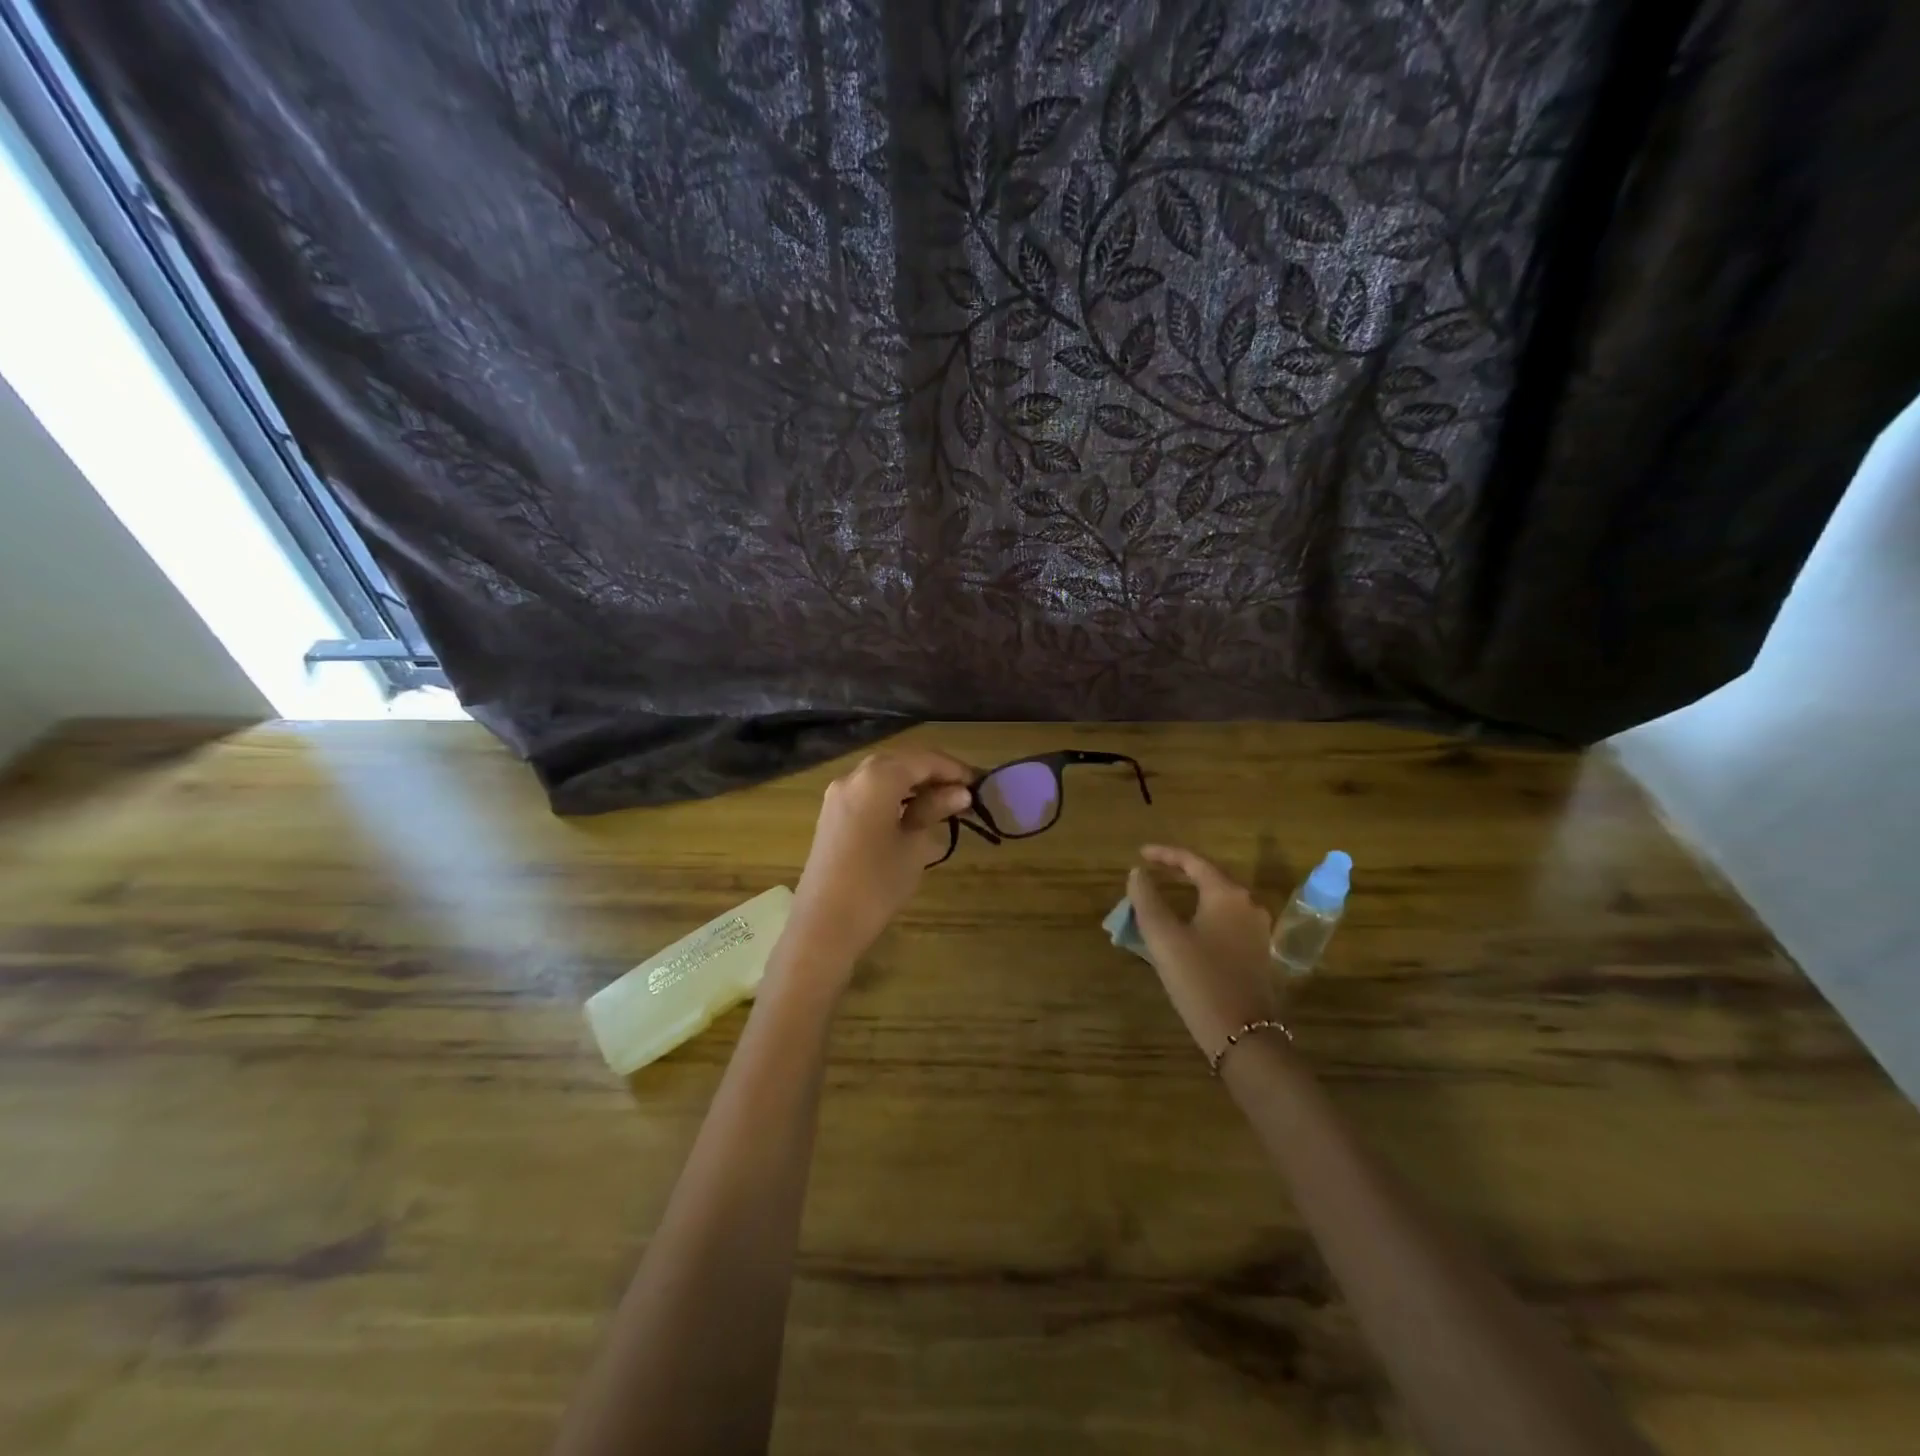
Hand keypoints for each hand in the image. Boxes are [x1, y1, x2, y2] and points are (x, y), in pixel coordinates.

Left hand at [785, 748, 975, 975]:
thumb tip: (959, 793)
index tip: (978, 784)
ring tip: (942, 803)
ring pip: (883, 774)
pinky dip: (892, 794)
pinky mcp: (831, 814)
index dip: (953, 769)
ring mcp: (838, 794)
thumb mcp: (915, 846)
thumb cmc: (877, 884)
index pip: (924, 760)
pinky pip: (868, 790)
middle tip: (963, 794)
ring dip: (912, 783)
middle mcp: (854, 776)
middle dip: (933, 773)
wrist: (824, 925)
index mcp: (877, 778)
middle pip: (901, 762)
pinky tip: (911, 812)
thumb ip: (935, 811)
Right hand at [1127, 845, 1277, 1056]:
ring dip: (1191, 893)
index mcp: (1227, 894)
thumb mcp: (1164, 937)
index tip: (1139, 854)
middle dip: (1178, 872)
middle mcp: (1248, 905)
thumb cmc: (1199, 979)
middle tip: (1150, 871)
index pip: (1193, 861)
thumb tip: (1138, 873)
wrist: (1243, 1036)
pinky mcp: (1257, 952)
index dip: (1164, 854)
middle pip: (1210, 877)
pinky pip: (1225, 919)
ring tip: (1164, 895)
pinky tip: (1186, 924)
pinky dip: (1202, 912)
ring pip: (1218, 899)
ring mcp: (1257, 930)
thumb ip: (1147, 899)